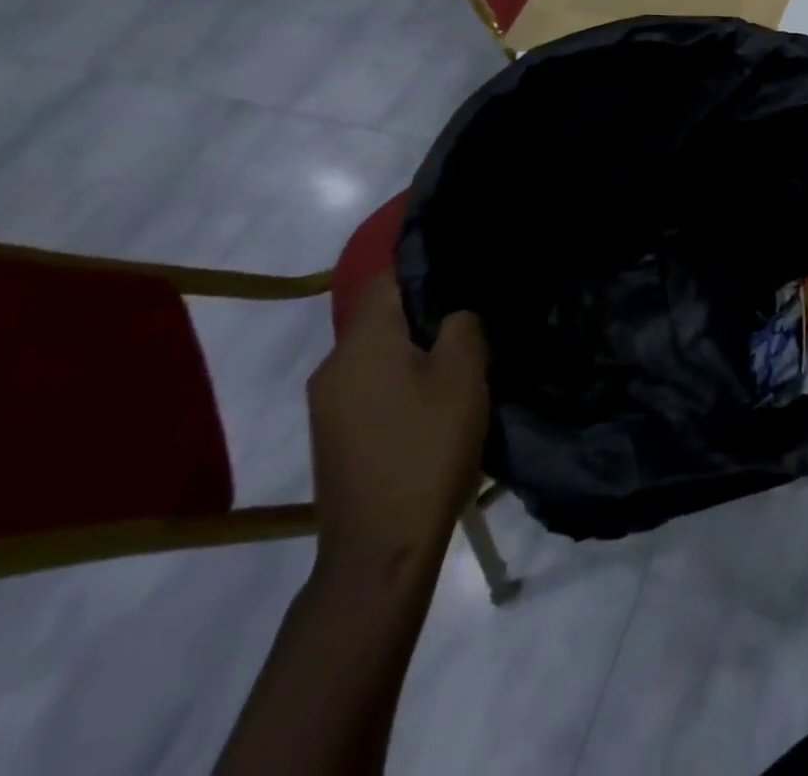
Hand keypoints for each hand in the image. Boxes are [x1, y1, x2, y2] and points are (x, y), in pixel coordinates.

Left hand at [308, 273, 489, 582]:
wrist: (380, 548)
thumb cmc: (427, 448)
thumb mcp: (463, 375)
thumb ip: (462, 326)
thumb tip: (455, 313)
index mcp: (361, 344)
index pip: (386, 279)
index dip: (424, 263)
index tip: (465, 260)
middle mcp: (334, 366)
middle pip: (383, 316)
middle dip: (428, 308)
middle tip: (478, 310)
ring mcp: (329, 404)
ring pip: (380, 352)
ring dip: (419, 346)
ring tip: (466, 352)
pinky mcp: (337, 434)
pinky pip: (374, 382)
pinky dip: (405, 376)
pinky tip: (439, 395)